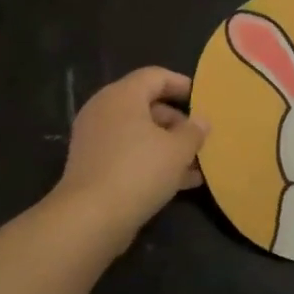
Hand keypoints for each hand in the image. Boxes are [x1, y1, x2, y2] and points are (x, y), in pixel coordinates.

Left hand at [52, 67, 208, 250]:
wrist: (91, 217)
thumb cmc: (139, 171)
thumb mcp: (178, 150)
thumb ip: (194, 131)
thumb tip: (201, 121)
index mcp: (122, 96)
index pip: (155, 76)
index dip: (181, 84)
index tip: (202, 98)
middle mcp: (104, 110)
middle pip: (146, 105)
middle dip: (177, 121)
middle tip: (200, 136)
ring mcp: (95, 139)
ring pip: (139, 133)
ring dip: (168, 145)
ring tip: (197, 163)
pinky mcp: (93, 165)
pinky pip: (129, 153)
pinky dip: (152, 161)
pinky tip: (180, 182)